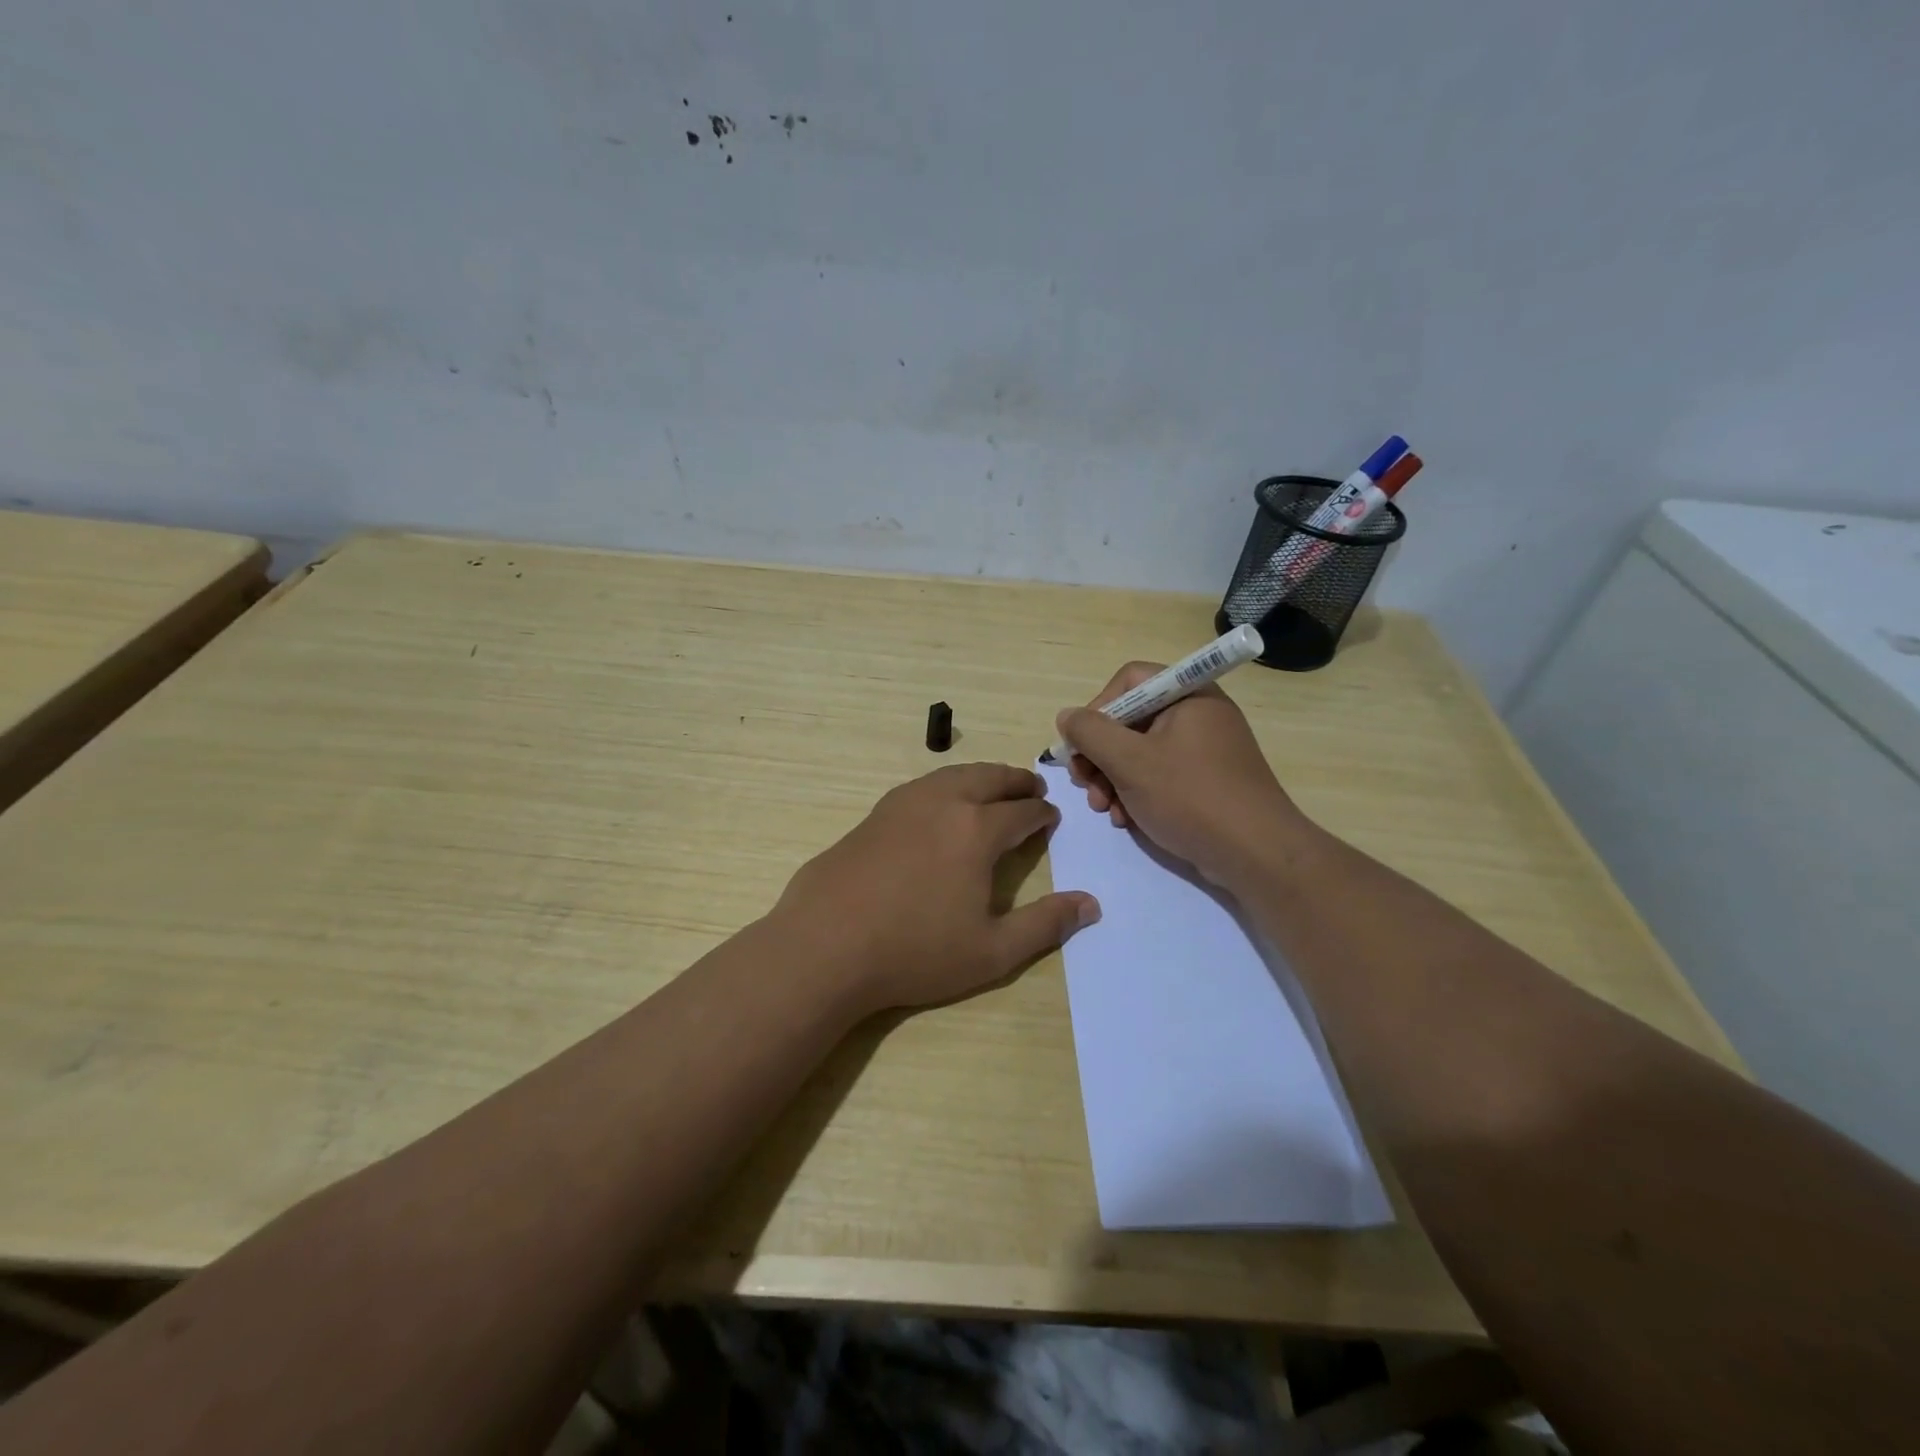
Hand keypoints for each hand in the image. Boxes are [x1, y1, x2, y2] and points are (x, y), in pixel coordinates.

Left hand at [771, 763, 1099, 1014]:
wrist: (825, 945)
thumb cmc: (915, 952)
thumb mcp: (992, 951)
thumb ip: (1045, 925)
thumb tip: (1091, 904)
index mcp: (976, 830)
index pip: (1021, 811)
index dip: (1041, 813)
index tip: (1051, 816)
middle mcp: (942, 803)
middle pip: (988, 778)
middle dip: (1015, 781)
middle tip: (1031, 787)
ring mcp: (902, 804)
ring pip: (952, 775)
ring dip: (980, 777)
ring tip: (992, 788)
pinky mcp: (873, 814)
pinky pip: (922, 786)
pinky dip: (946, 785)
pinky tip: (940, 804)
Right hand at [1055, 663, 1315, 889]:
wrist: (1256, 855)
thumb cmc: (1191, 797)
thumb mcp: (1130, 762)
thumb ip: (1091, 733)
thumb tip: (1067, 716)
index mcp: (1188, 695)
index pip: (1130, 680)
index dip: (1098, 708)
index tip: (1083, 744)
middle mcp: (1198, 714)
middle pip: (1131, 719)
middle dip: (1100, 754)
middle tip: (1084, 783)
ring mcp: (1204, 749)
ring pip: (1140, 751)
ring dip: (1113, 779)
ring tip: (1104, 808)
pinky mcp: (1206, 781)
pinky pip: (1159, 775)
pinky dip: (1136, 793)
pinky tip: (1126, 819)